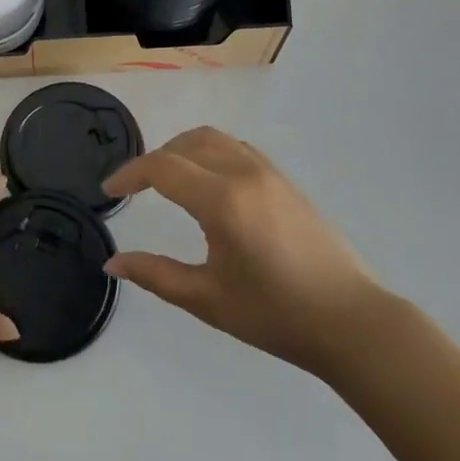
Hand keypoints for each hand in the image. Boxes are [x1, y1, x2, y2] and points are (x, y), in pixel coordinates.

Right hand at [103, 127, 382, 377]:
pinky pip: (236, 148)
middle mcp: (243, 173)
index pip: (162, 168)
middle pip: (186, 143)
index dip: (129, 174)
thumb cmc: (275, 315)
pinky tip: (207, 183)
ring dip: (182, 150)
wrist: (351, 321)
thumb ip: (155, 275)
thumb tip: (112, 262)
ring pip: (213, 139)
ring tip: (166, 180)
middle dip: (154, 159)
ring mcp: (268, 172)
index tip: (108, 191)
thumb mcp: (207, 299)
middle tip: (135, 188)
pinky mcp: (285, 180)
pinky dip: (209, 152)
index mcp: (222, 200)